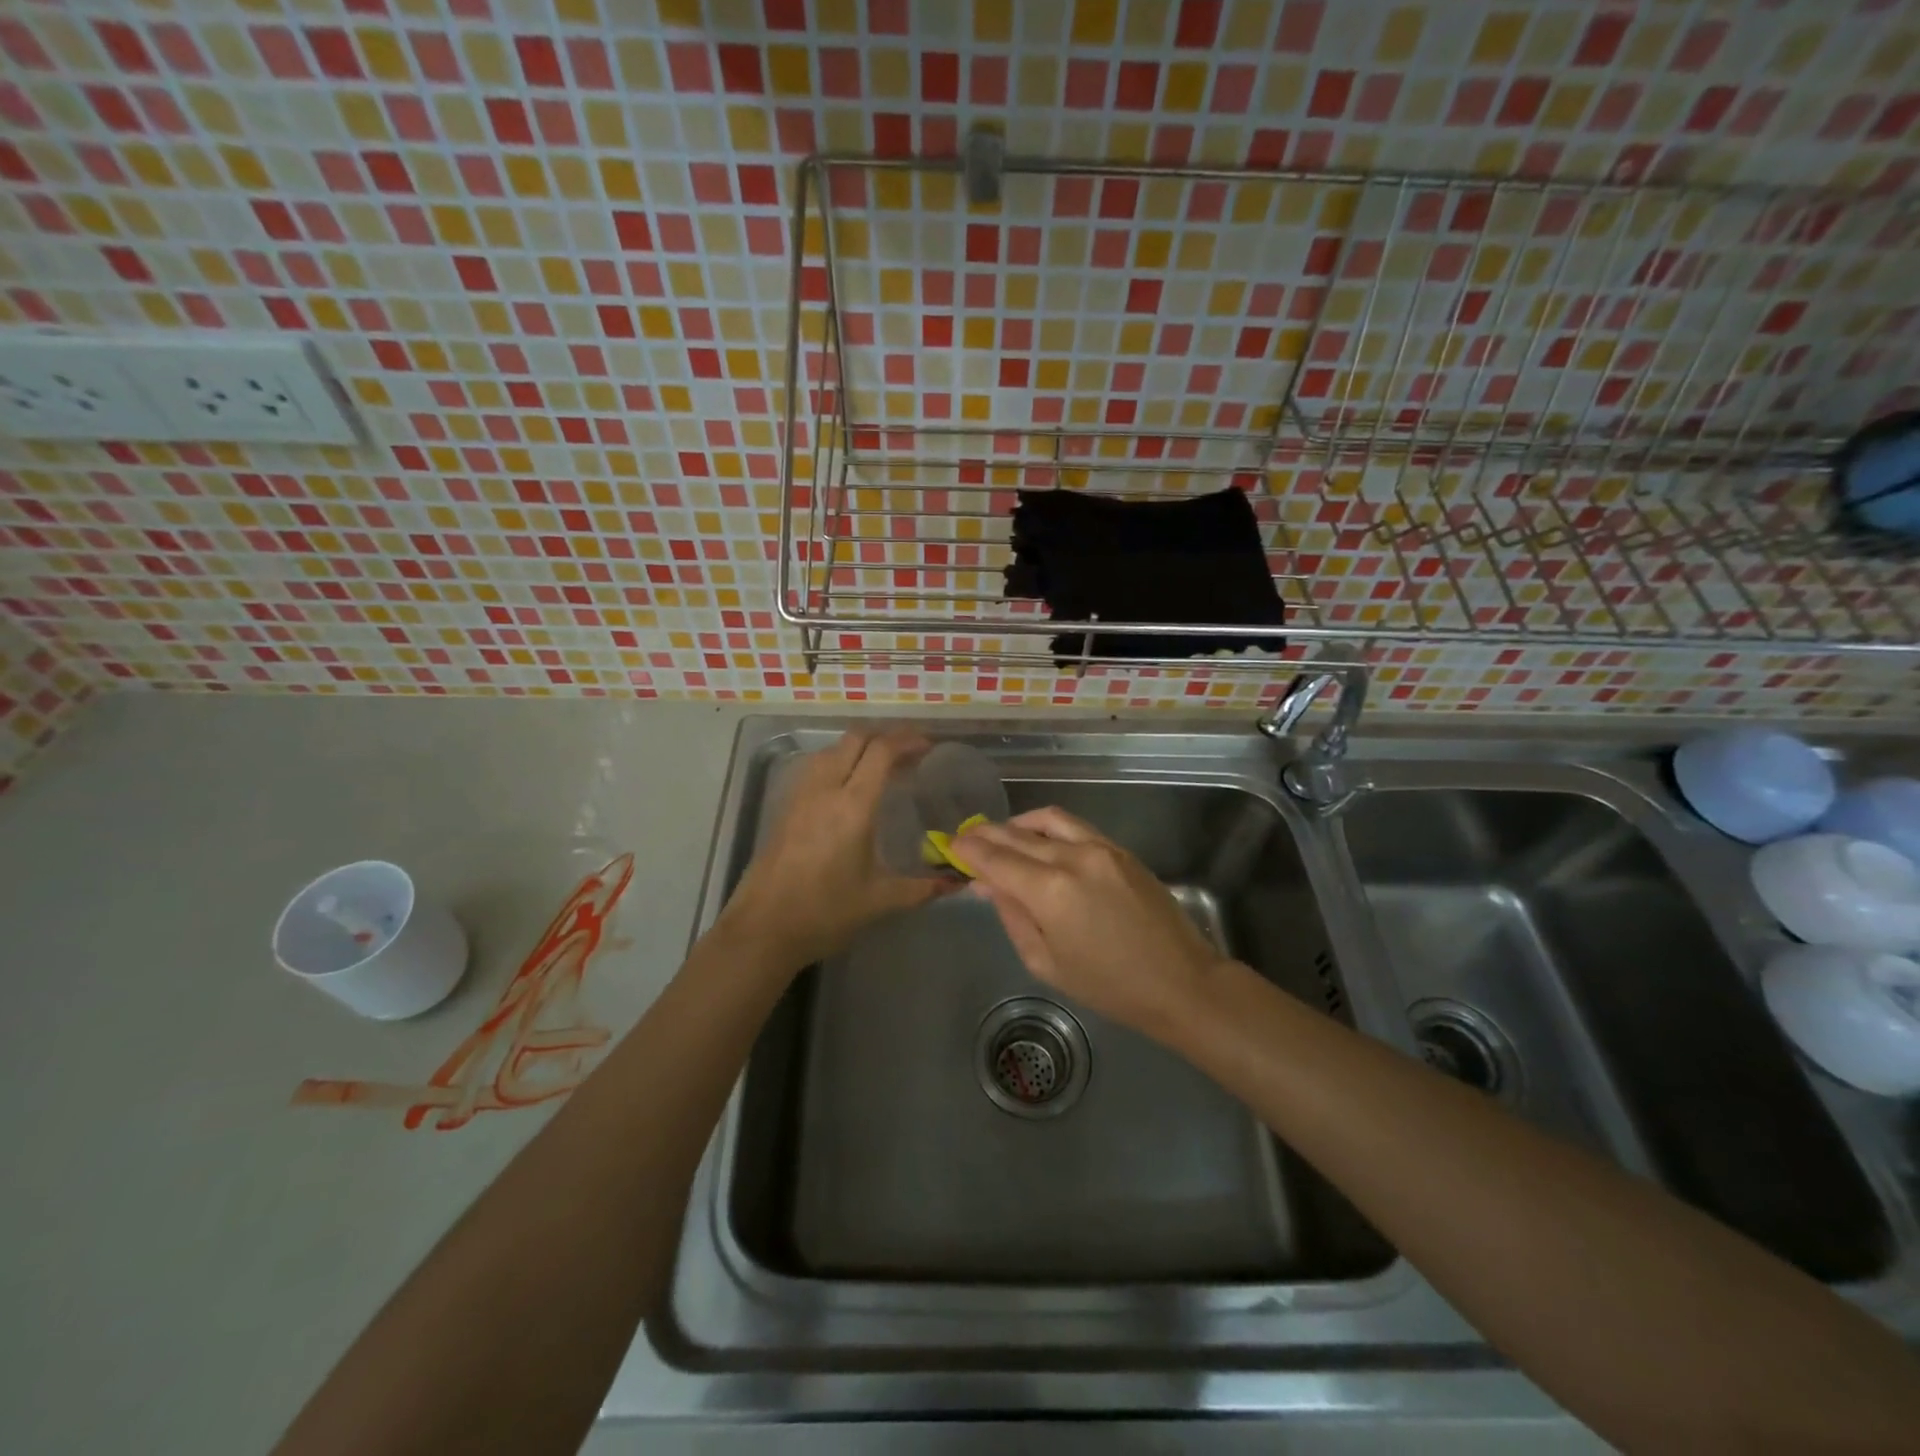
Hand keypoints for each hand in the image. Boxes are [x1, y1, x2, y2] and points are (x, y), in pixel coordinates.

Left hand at [722, 729, 947, 969]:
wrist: (763, 928)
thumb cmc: (825, 912)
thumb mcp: (880, 901)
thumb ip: (922, 888)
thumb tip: (958, 883)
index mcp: (852, 806)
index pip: (881, 751)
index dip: (907, 740)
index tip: (928, 747)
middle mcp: (825, 789)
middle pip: (855, 738)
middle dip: (885, 736)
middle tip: (910, 752)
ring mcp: (800, 794)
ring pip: (832, 749)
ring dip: (860, 747)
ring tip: (882, 767)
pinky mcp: (785, 805)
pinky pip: (816, 766)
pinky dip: (839, 761)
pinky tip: (849, 787)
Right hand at [955, 807, 1225, 1036]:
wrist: (1180, 981)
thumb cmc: (1108, 986)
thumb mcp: (1046, 962)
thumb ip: (1012, 916)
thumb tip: (986, 883)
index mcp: (1049, 891)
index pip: (996, 859)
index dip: (968, 850)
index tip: (950, 846)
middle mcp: (1071, 857)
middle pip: (1017, 835)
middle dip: (986, 835)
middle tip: (966, 838)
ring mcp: (1099, 847)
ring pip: (1046, 820)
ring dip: (1016, 823)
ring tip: (1000, 835)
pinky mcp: (1119, 848)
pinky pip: (1074, 825)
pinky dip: (1047, 825)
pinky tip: (1037, 836)